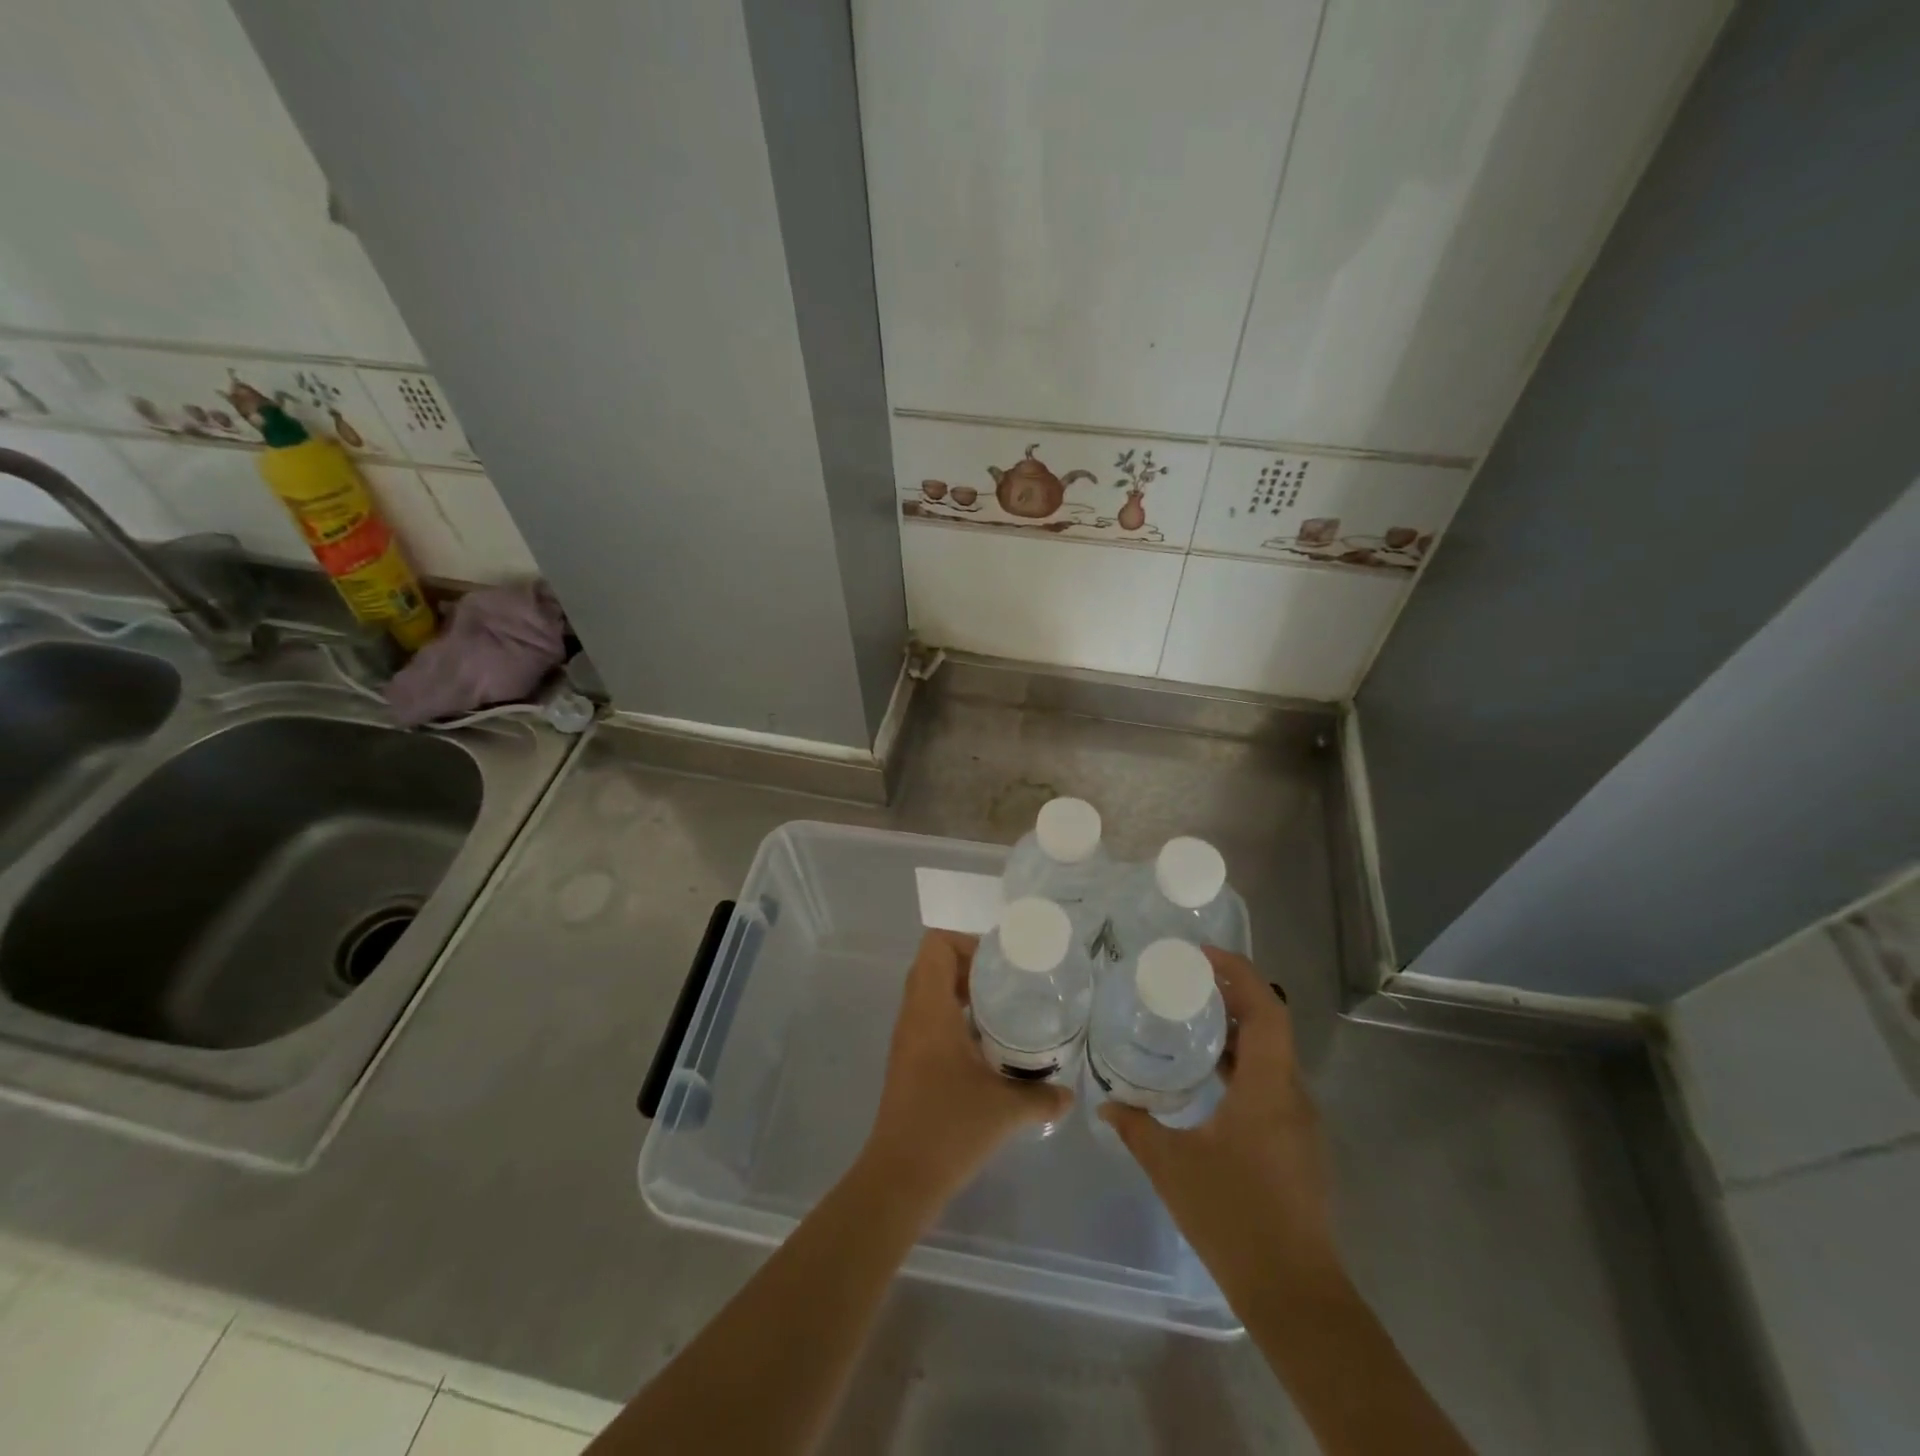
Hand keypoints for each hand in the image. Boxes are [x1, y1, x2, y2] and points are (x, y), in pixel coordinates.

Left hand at [860, 931, 1071, 1207]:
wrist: (900, 1178)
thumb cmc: (949, 1130)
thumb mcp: (1005, 1109)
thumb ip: (1042, 1095)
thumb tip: (1070, 1093)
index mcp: (930, 1010)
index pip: (936, 946)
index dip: (966, 942)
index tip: (1001, 961)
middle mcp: (913, 1015)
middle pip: (933, 963)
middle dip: (970, 963)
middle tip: (1008, 980)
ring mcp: (907, 1038)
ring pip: (929, 990)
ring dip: (962, 989)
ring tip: (1003, 1006)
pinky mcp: (908, 1060)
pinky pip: (929, 1016)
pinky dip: (955, 1014)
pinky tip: (987, 1041)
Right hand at [1100, 947, 1337, 1295]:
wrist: (1295, 1294)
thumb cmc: (1235, 1218)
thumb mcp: (1172, 1166)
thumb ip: (1136, 1126)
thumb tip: (1105, 1101)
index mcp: (1269, 1087)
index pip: (1267, 1009)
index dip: (1239, 972)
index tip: (1202, 955)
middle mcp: (1292, 1095)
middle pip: (1271, 1025)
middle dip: (1232, 995)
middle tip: (1186, 981)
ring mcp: (1299, 1122)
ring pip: (1272, 1056)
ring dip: (1237, 1031)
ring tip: (1190, 1020)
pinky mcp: (1296, 1144)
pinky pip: (1270, 1083)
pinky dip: (1241, 1063)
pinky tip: (1207, 1078)